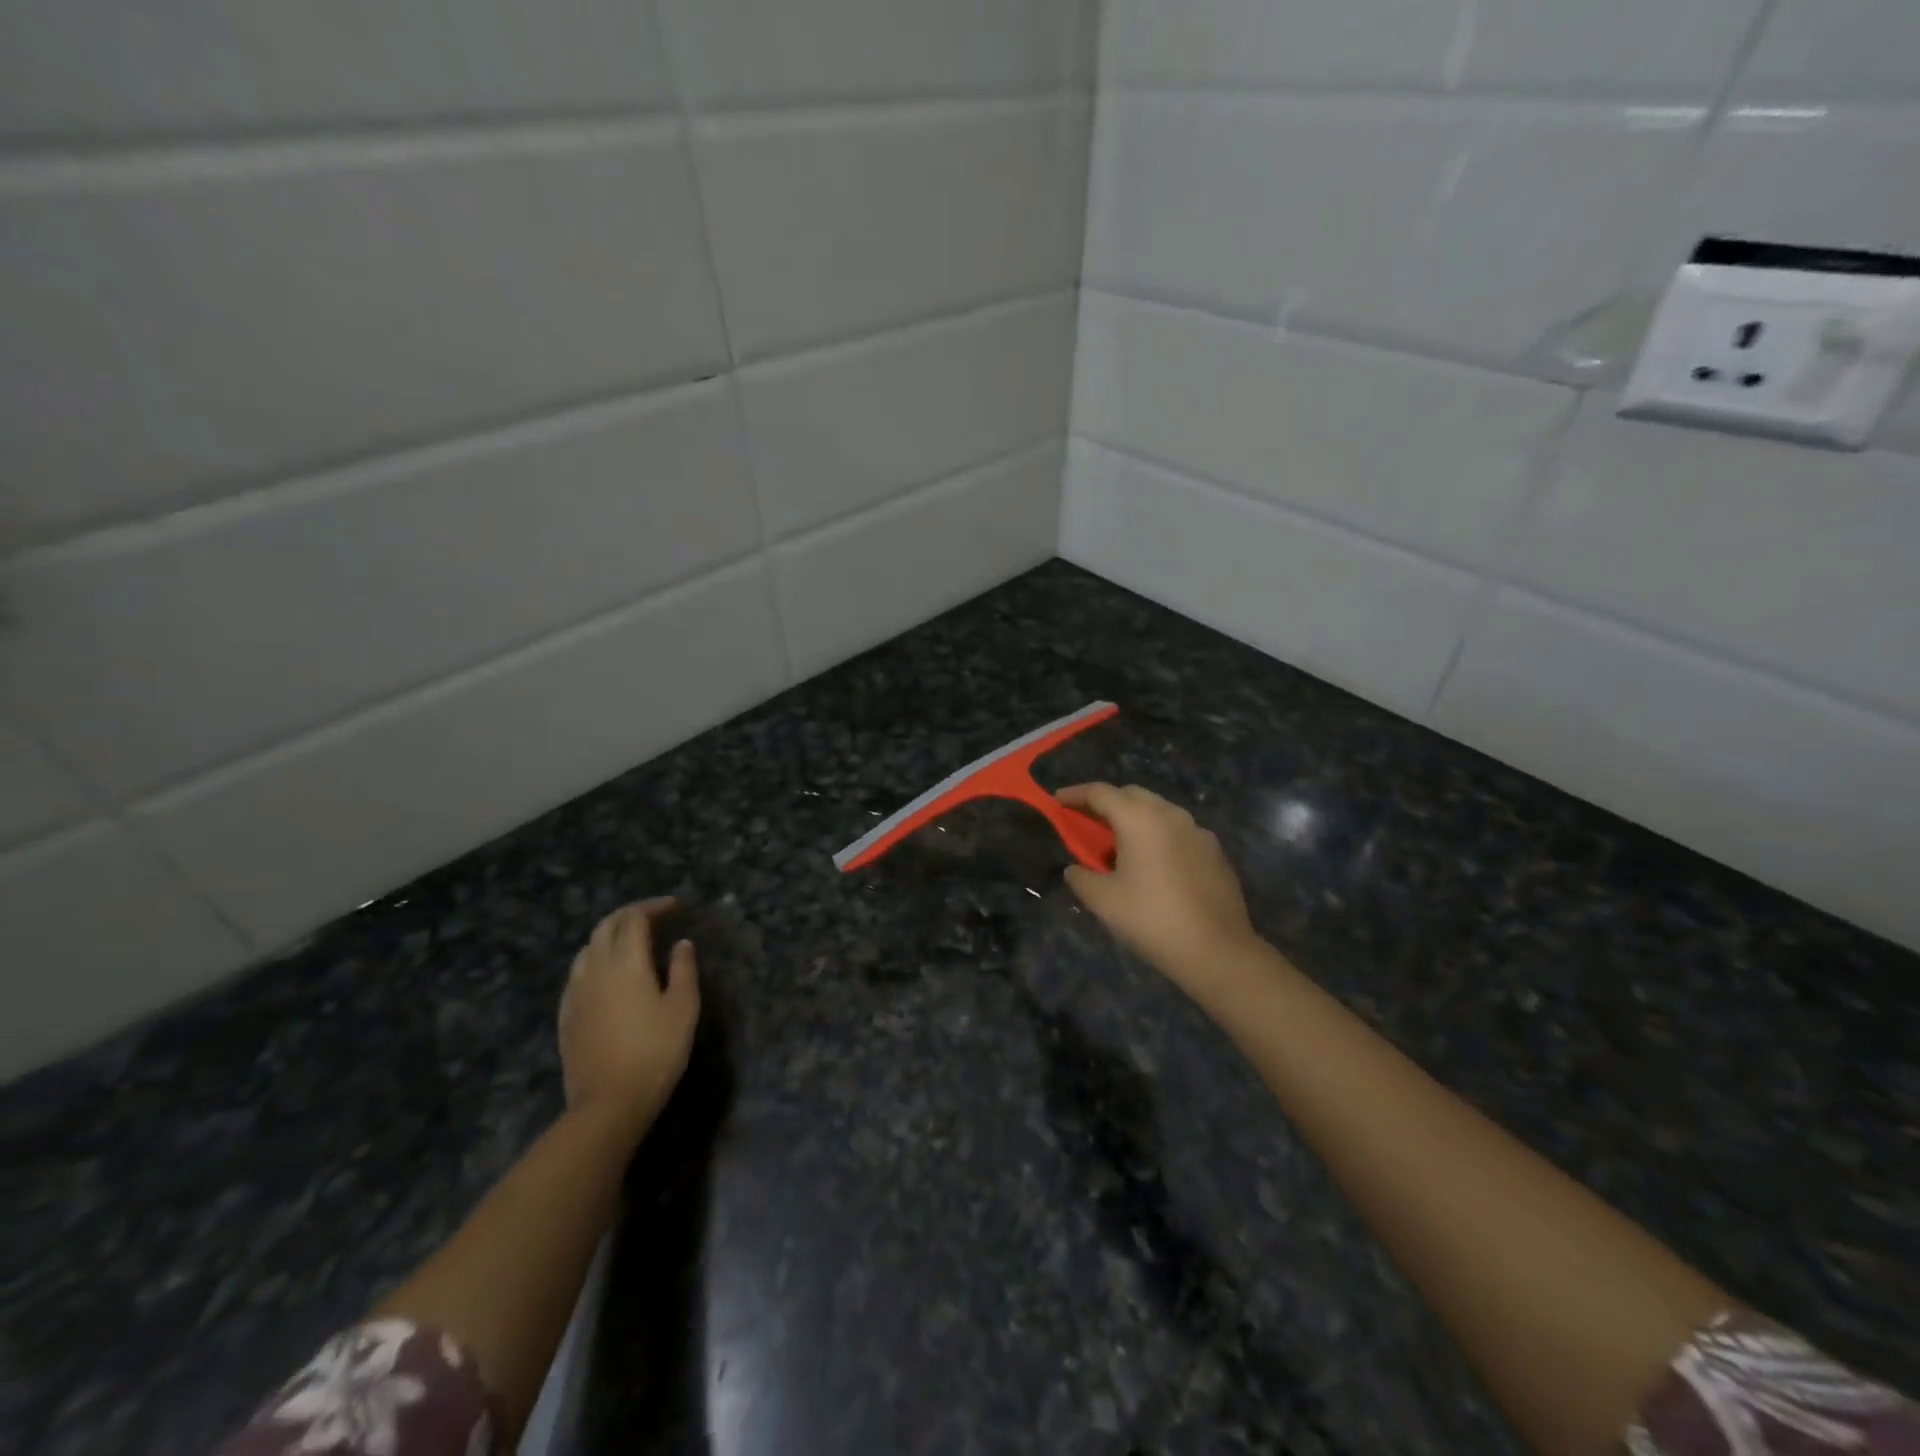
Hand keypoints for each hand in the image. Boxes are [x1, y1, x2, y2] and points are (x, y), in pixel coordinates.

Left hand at [559, 897, 699, 1136]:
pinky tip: (607, 975)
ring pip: (588, 948)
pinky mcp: (566, 1015)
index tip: (676, 906)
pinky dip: (596, 960)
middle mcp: (595, 969)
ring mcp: (575, 992)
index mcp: (626, 962)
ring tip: (631, 941)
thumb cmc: (655, 1052)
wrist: (608, 1103)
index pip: (635, 918)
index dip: (655, 907)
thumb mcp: (683, 1008)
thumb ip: (683, 970)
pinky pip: (578, 973)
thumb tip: (681, 943)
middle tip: (654, 916)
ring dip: (610, 935)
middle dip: (630, 914)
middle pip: (606, 926)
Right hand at [1058, 784, 1260, 998]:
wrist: (1217, 950)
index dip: (1074, 794)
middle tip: (1087, 823)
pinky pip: (1178, 832)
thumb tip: (1076, 869)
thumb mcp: (1102, 901)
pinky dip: (1158, 836)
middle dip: (1106, 803)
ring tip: (1119, 846)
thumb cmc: (1152, 920)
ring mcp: (1198, 831)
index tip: (1057, 801)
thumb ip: (1080, 877)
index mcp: (1140, 819)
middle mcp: (1170, 815)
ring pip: (1158, 811)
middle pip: (1131, 795)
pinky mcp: (1215, 852)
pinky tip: (1154, 865)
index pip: (1100, 792)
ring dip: (1134, 819)